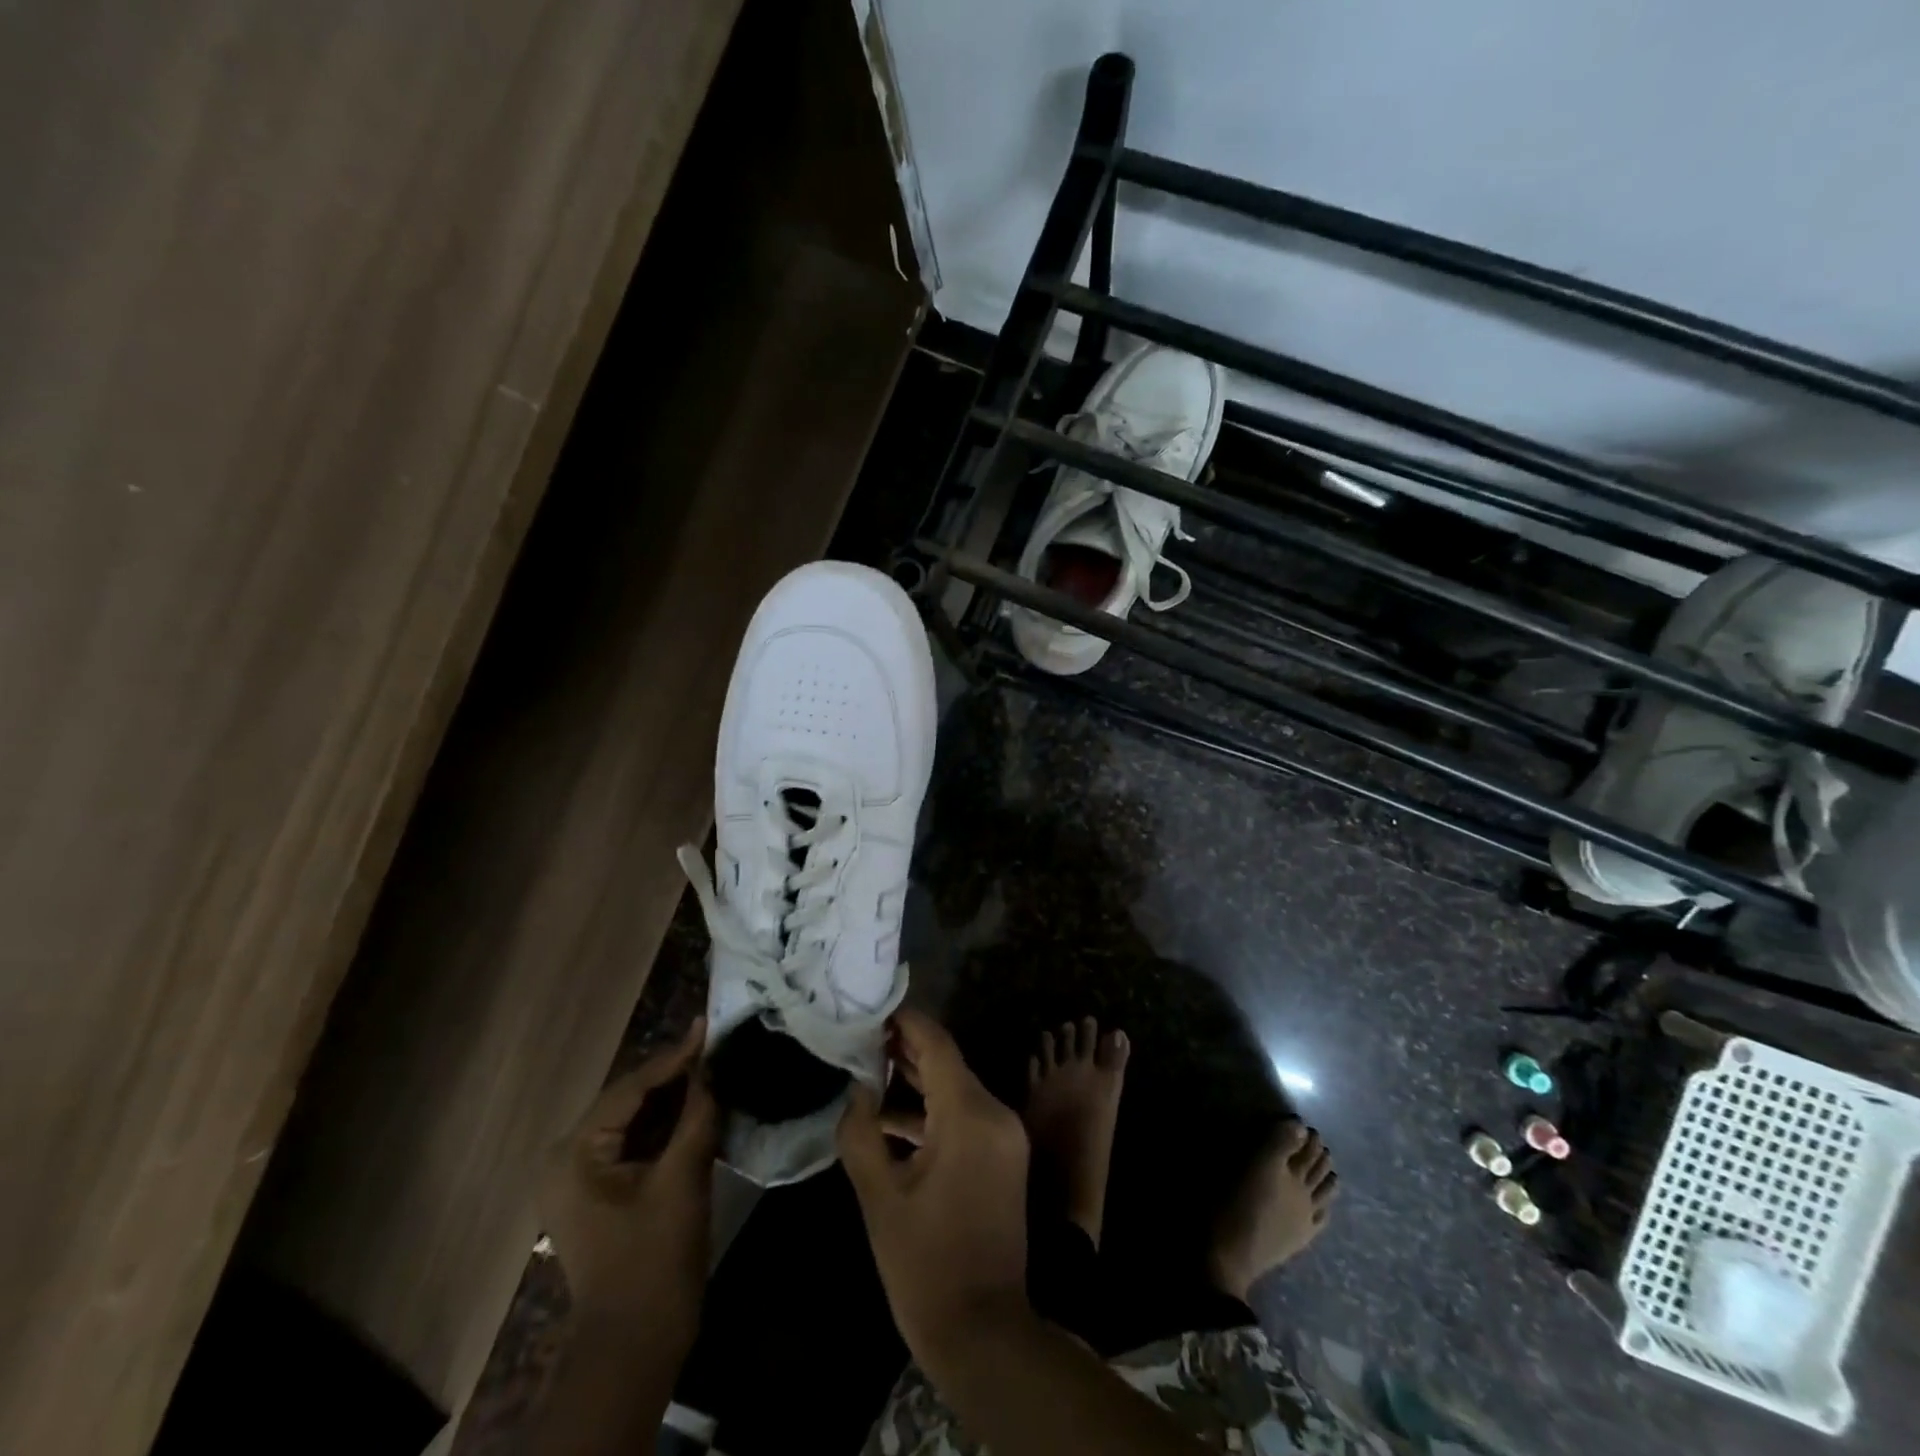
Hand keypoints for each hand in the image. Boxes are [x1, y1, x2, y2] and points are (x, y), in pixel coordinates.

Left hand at [541, 1018, 717, 1341]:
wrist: (634, 1344)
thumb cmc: (654, 1259)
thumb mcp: (682, 1177)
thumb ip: (697, 1113)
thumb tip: (714, 1063)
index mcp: (575, 1153)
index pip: (630, 1088)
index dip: (674, 1057)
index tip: (709, 1025)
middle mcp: (566, 1157)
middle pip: (629, 1100)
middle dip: (674, 1074)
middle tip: (716, 1043)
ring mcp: (579, 1176)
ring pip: (633, 1119)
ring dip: (672, 1097)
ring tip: (713, 1065)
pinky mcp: (598, 1191)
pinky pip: (633, 1142)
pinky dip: (665, 1125)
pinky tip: (698, 1105)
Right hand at [836, 1009, 1030, 1362]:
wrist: (984, 1332)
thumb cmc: (925, 1264)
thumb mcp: (880, 1197)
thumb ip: (861, 1132)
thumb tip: (858, 1089)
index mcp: (970, 1115)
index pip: (938, 1045)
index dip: (907, 1022)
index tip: (875, 1008)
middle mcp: (996, 1114)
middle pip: (948, 1063)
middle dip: (907, 1049)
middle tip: (864, 1036)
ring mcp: (1004, 1136)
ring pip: (956, 1090)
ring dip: (917, 1081)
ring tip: (871, 1067)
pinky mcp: (1003, 1157)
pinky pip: (965, 1117)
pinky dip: (932, 1112)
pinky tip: (892, 1117)